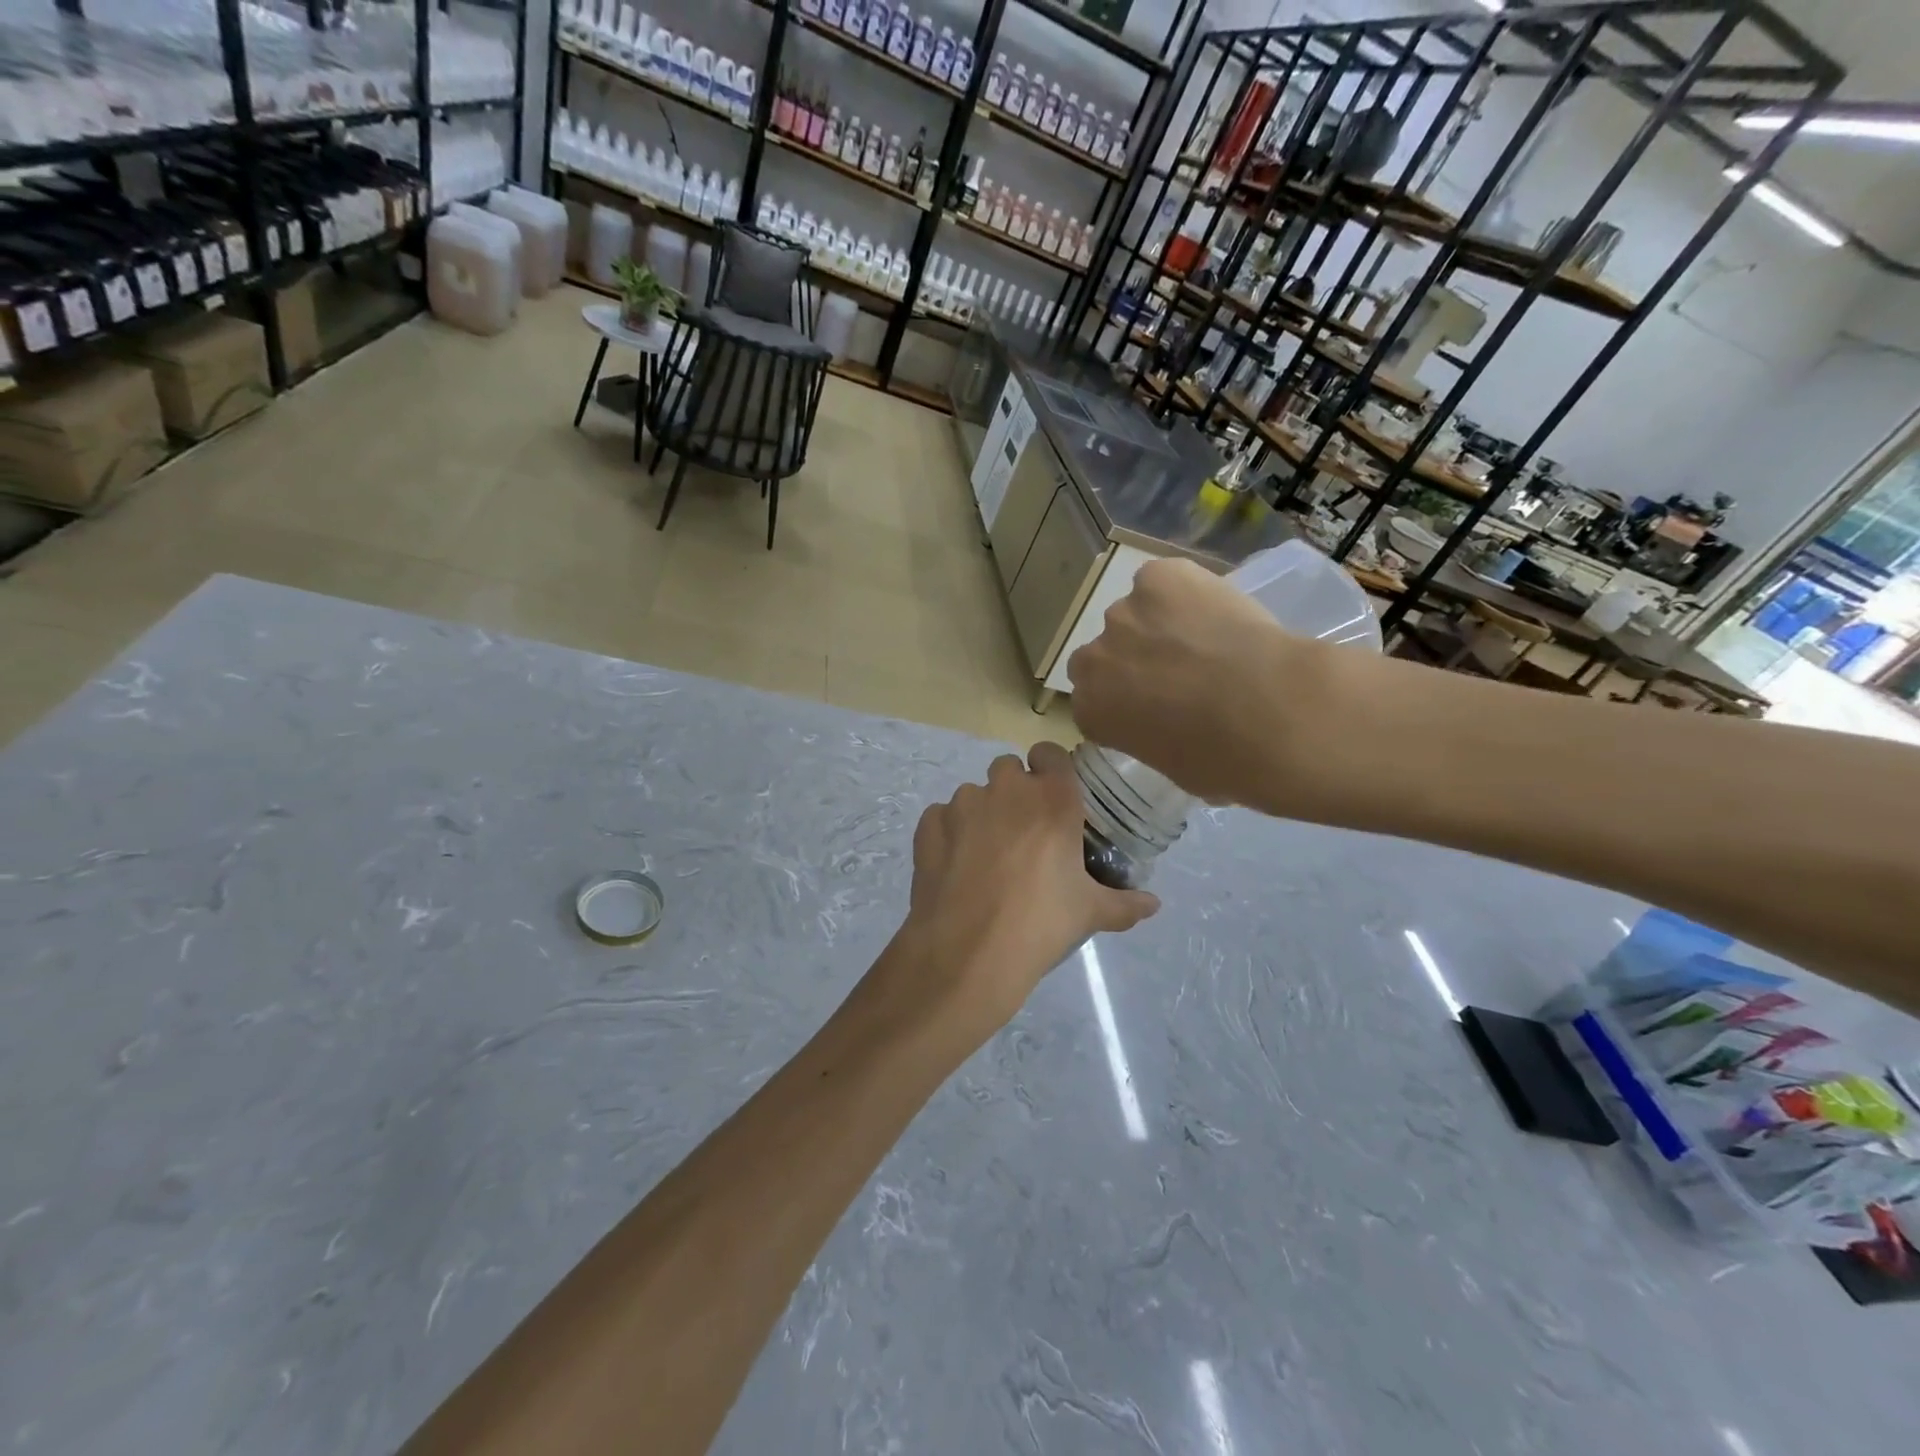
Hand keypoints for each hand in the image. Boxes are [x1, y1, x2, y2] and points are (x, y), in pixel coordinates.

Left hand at [886, 743, 1158, 1039]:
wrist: (968, 952)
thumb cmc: (1041, 924)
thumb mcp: (1090, 914)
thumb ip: (1125, 903)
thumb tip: (1154, 905)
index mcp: (1052, 799)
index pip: (1050, 752)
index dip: (1050, 769)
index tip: (1053, 796)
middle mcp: (1007, 789)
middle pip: (1009, 769)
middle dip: (1015, 791)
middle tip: (1024, 832)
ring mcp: (962, 805)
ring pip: (974, 793)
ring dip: (982, 813)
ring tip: (987, 856)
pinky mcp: (929, 826)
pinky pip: (941, 817)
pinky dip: (948, 833)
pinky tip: (955, 865)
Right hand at [1067, 558, 1328, 810]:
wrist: (1268, 711)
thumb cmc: (1222, 760)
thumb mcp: (1175, 767)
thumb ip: (1154, 738)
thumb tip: (1174, 730)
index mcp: (1091, 711)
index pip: (1092, 700)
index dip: (1123, 700)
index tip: (1153, 707)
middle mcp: (1095, 659)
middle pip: (1102, 654)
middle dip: (1129, 660)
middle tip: (1176, 672)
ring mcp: (1123, 613)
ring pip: (1135, 615)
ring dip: (1160, 626)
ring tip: (1209, 640)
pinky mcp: (1158, 577)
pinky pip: (1163, 580)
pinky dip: (1185, 591)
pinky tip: (1216, 611)